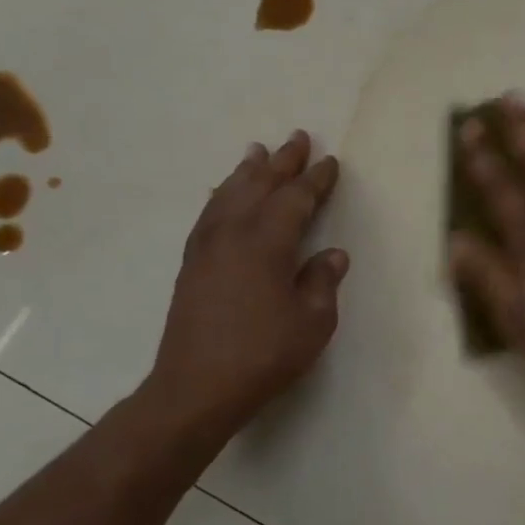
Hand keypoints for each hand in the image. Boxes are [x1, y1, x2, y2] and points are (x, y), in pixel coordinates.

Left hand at [142, 130, 348, 444]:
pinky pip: (209, 214)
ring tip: (256, 152)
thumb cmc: (265, 353)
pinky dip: (222, 196)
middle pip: (259, 186)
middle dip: (281, 162)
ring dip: (246, 172)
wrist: (197, 387)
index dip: (315, 180)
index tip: (330, 162)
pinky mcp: (191, 264)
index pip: (295, 199)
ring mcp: (206, 247)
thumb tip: (332, 254)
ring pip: (228, 195)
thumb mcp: (313, 320)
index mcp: (267, 242)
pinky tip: (224, 197)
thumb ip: (322, 281)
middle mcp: (233, 233)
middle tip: (297, 138)